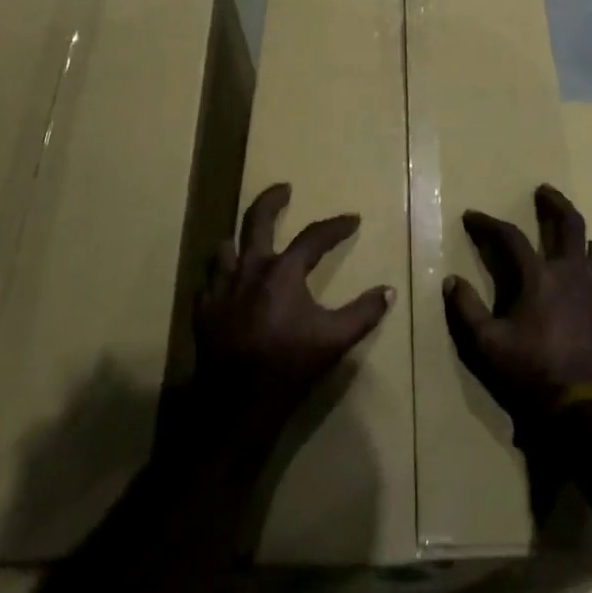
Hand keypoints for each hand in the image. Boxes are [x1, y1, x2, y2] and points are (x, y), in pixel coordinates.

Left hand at [191, 183, 393, 451]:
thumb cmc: (291, 365)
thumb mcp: (335, 339)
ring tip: (248, 239)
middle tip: (284, 188)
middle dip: (272, 199)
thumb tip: (388, 291)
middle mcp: (250, 268)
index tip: (352, 220)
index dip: (336, 226)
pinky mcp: (203, 309)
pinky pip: (208, 280)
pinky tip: (227, 283)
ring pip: (225, 247)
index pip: (314, 237)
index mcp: (283, 271)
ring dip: (239, 239)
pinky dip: (220, 275)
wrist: (238, 403)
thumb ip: (364, 313)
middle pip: (257, 219)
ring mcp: (221, 287)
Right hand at [443, 185, 591, 433]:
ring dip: (584, 242)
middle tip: (544, 191)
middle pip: (569, 224)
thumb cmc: (532, 374)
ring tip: (578, 242)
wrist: (587, 411)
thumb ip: (466, 310)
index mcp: (539, 277)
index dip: (488, 223)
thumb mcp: (487, 345)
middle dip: (554, 203)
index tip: (473, 216)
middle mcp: (573, 274)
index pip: (510, 237)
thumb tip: (451, 280)